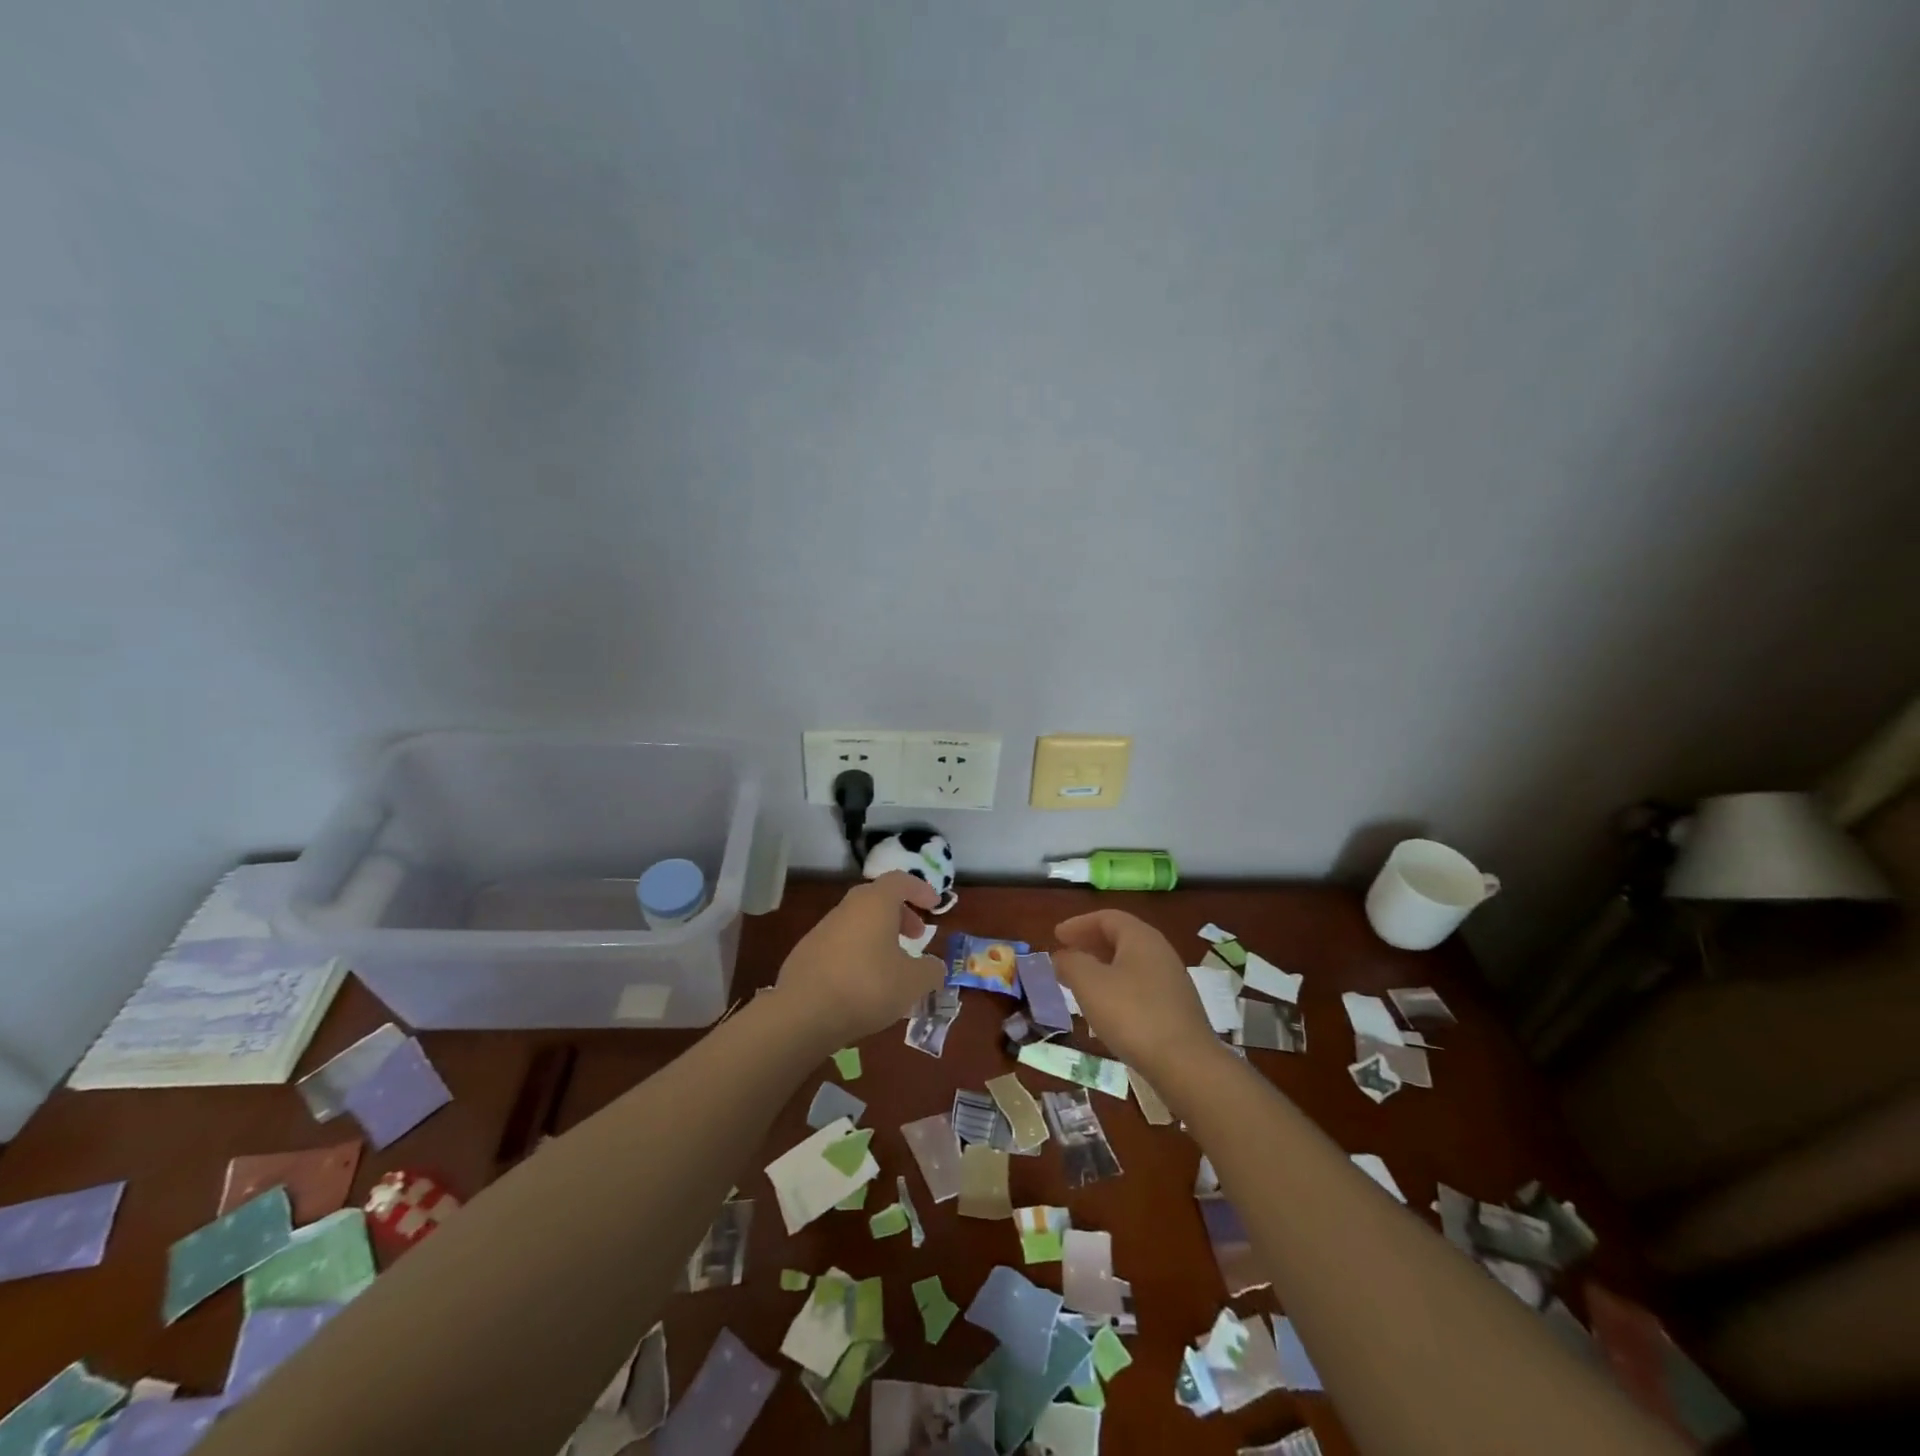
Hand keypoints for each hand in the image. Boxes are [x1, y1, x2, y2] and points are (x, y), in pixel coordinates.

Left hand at [777, 872, 944, 1049]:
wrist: (803, 1014)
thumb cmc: (867, 987)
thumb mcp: (913, 983)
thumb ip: (931, 971)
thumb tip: (933, 967)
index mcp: (875, 903)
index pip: (900, 881)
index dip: (920, 890)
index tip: (934, 905)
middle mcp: (847, 909)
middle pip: (877, 900)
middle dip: (900, 915)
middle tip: (915, 937)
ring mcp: (822, 930)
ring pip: (858, 923)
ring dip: (879, 936)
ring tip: (892, 967)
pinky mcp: (806, 954)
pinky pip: (841, 945)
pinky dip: (858, 954)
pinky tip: (863, 985)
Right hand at [1053, 909, 1221, 1077]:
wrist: (1186, 1064)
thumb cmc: (1132, 1015)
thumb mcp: (1090, 984)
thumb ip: (1071, 964)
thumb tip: (1062, 956)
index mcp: (1141, 937)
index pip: (1106, 917)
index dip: (1078, 924)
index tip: (1056, 936)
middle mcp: (1160, 951)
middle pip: (1120, 937)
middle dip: (1090, 943)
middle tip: (1066, 955)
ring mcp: (1172, 980)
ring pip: (1130, 962)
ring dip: (1102, 966)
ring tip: (1080, 981)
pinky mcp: (1176, 1007)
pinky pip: (1140, 984)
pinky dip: (1117, 985)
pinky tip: (1107, 1006)